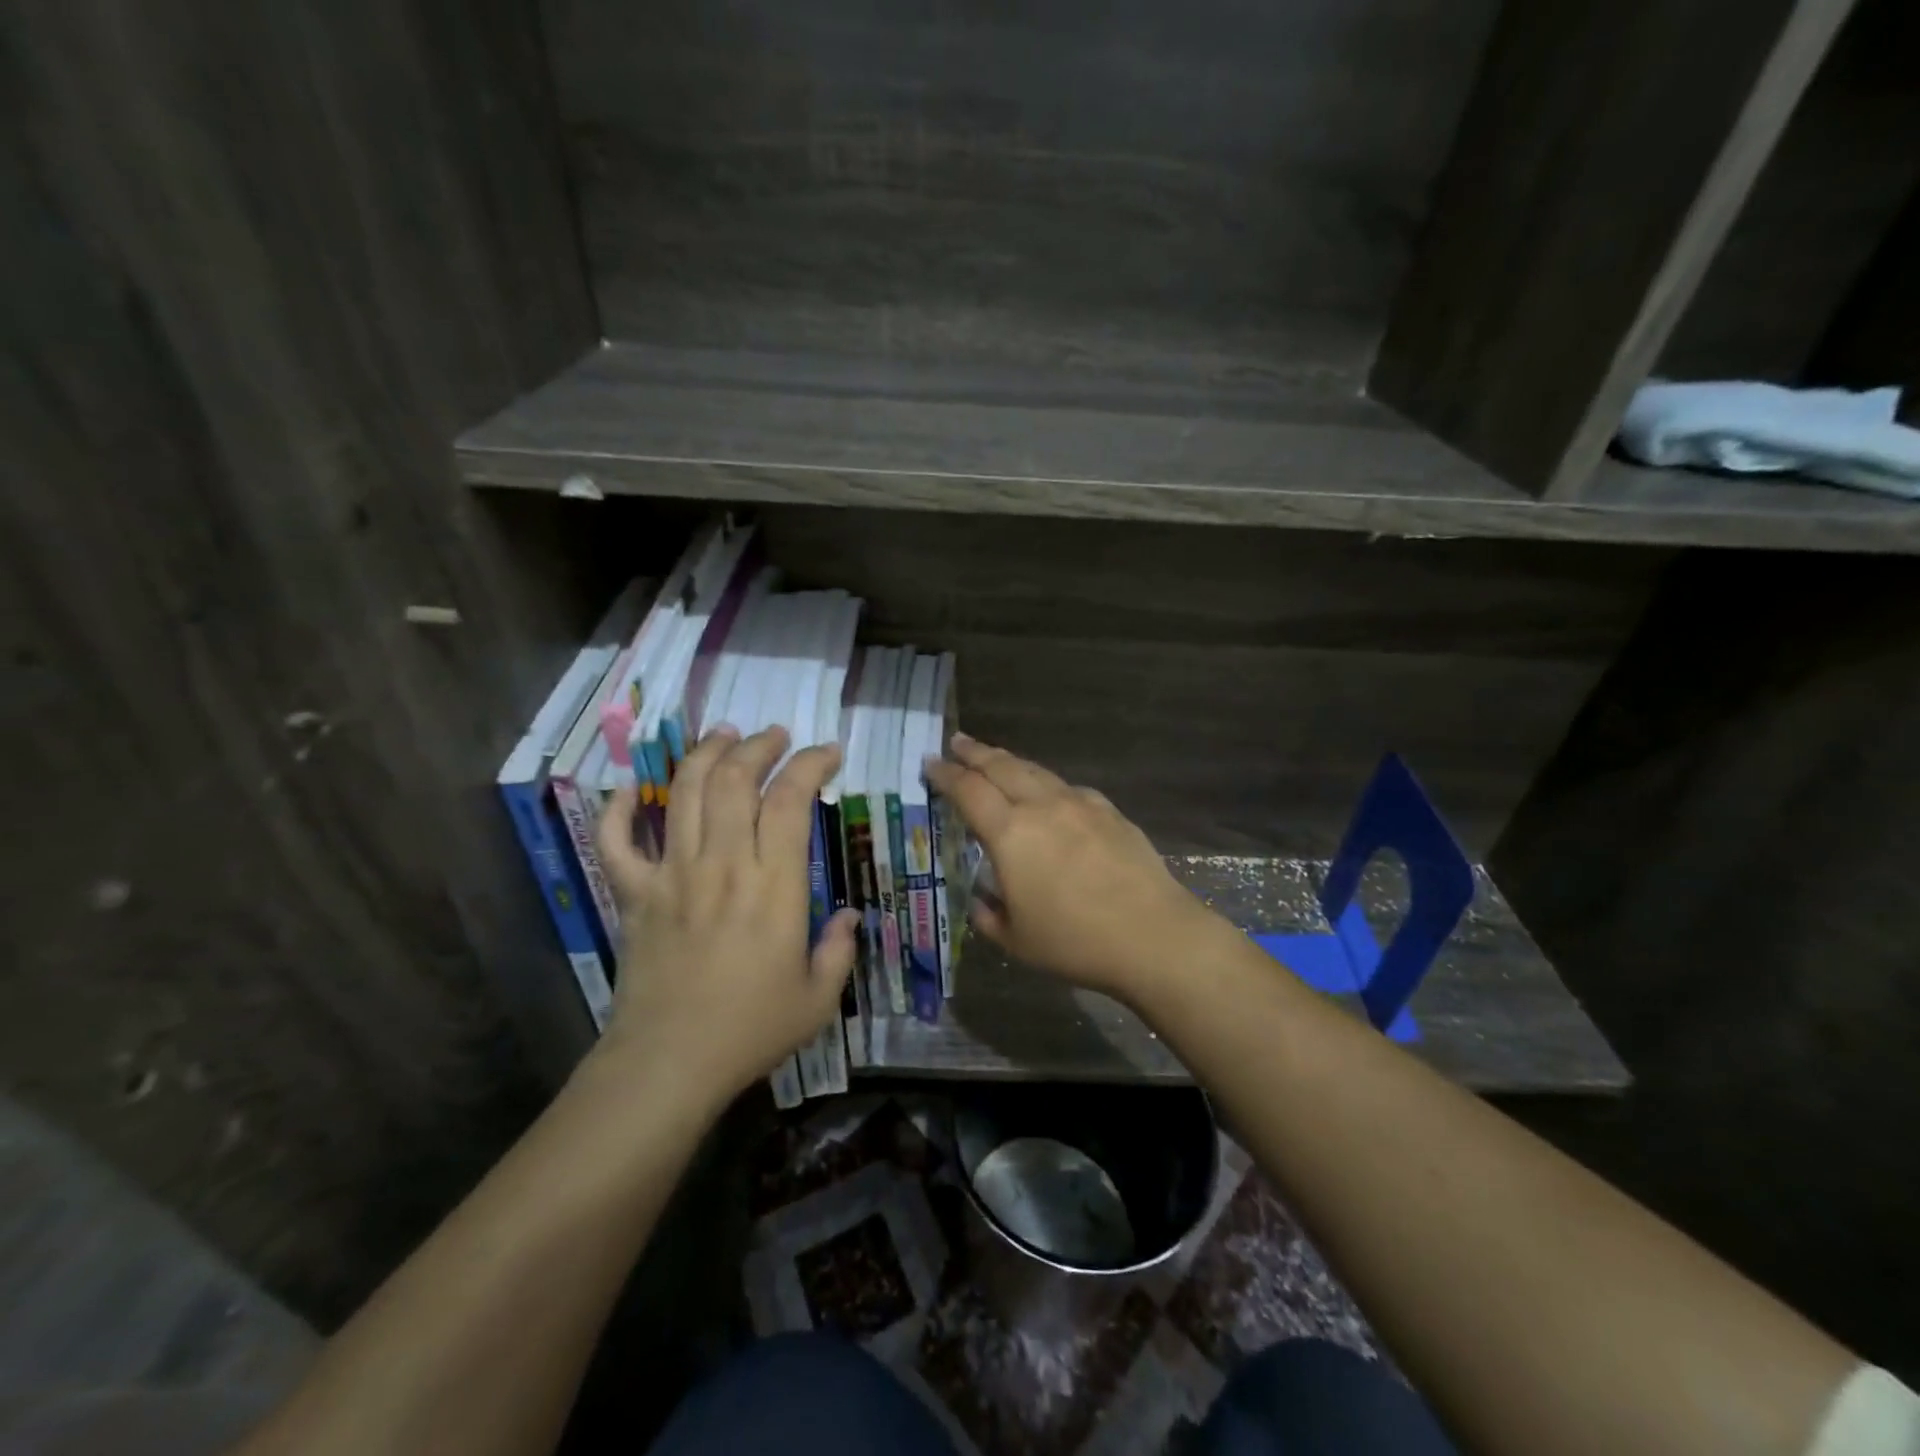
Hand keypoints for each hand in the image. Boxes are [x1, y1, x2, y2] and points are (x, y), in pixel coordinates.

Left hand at [592, 725, 859, 1107]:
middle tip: (775, 735)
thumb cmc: (750, 1030)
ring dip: (704, 755)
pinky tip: (634, 790)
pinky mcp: (634, 894)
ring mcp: (672, 875)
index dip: (810, 764)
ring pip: (683, 793)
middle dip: (758, 745)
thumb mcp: (818, 998)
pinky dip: (620, 809)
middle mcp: (722, 864)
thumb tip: (849, 917)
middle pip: (734, 780)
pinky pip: (617, 841)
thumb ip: (839, 951)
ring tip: (723, 736)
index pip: (790, 799)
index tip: (827, 753)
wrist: (668, 1064)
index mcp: (773, 885)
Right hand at [925, 735, 1220, 1002]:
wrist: (1152, 935)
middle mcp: (1041, 807)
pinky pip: (1068, 788)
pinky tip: (1049, 793)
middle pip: (1001, 767)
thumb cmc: (1075, 942)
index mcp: (1010, 834)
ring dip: (1010, 761)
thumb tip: (982, 899)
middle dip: (975, 752)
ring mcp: (1079, 804)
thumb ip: (989, 915)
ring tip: (996, 758)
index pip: (968, 791)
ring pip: (1036, 771)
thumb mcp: (1016, 939)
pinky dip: (1047, 783)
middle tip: (957, 742)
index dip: (945, 775)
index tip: (930, 764)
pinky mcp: (1109, 811)